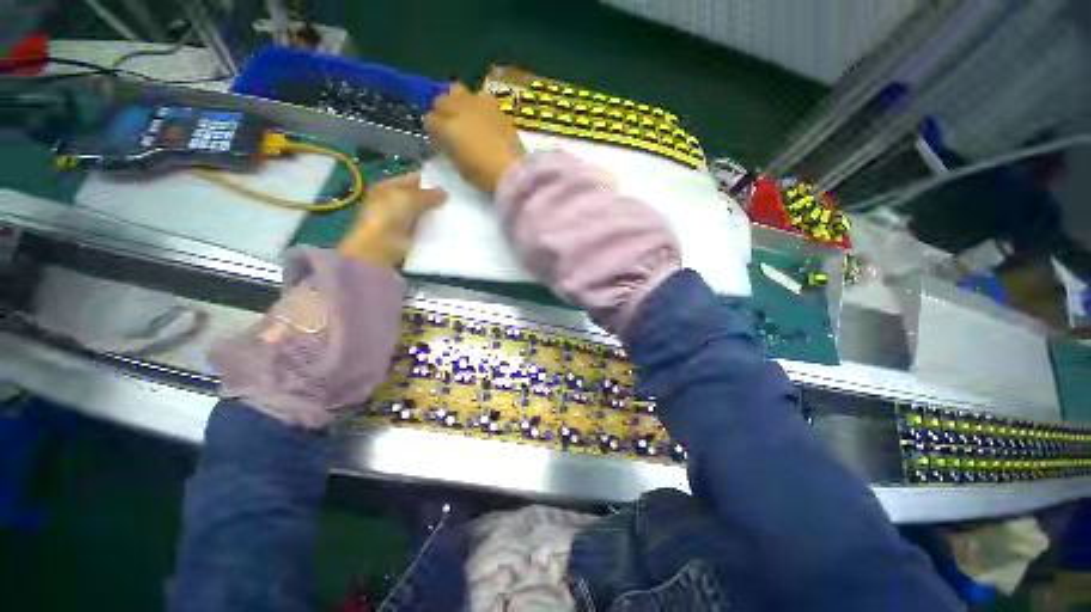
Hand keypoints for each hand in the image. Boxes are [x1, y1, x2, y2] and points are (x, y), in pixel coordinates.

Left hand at [337, 172, 446, 267]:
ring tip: (458, 213)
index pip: (412, 179)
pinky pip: (427, 230)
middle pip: (420, 198)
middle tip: (457, 199)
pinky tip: (451, 228)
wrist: (381, 247)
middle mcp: (394, 203)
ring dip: (438, 215)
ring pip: (425, 215)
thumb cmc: (389, 215)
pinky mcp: (410, 238)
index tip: (450, 183)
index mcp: (388, 187)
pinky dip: (437, 230)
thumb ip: (428, 194)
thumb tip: (445, 193)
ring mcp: (402, 221)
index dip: (430, 180)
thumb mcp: (409, 198)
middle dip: (436, 199)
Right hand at [425, 82, 523, 192]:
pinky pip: (481, 98)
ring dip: (458, 101)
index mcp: (448, 127)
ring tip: (465, 116)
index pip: (429, 120)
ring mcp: (479, 104)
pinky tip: (484, 119)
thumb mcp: (459, 168)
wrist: (513, 171)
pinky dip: (478, 106)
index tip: (439, 139)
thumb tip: (446, 141)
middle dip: (442, 111)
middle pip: (441, 100)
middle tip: (449, 125)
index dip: (433, 130)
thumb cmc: (484, 175)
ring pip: (458, 90)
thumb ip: (449, 149)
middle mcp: (460, 109)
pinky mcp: (496, 107)